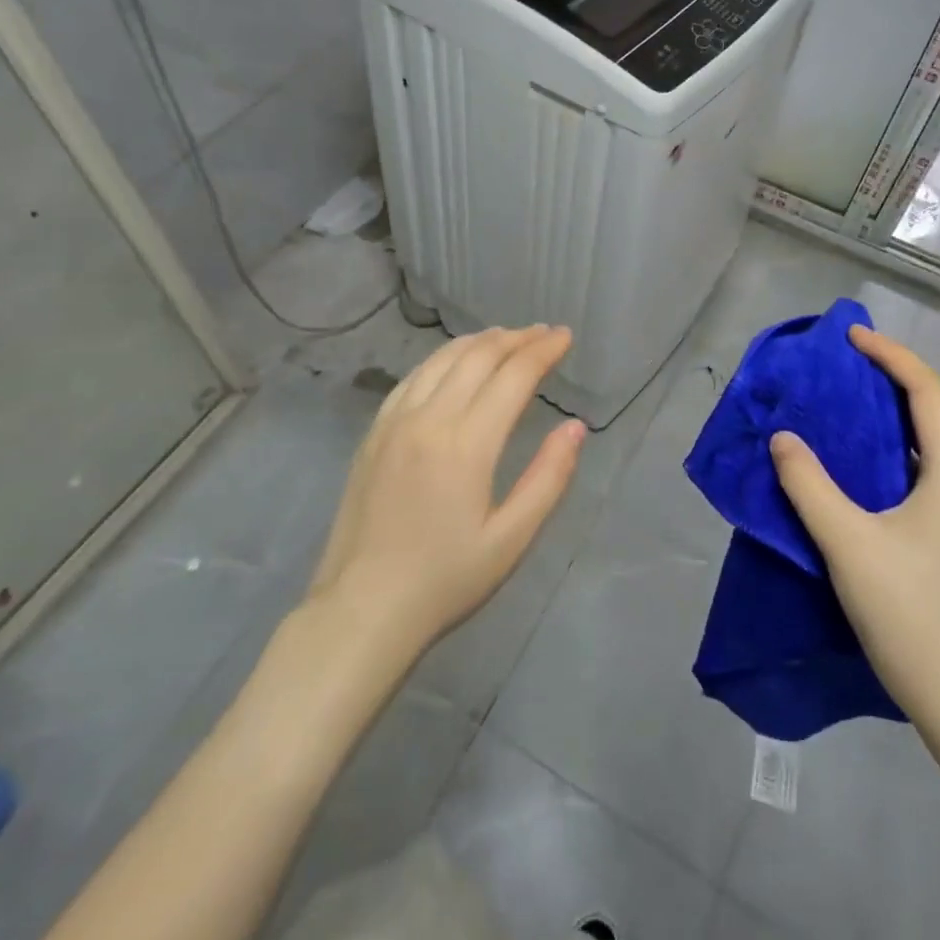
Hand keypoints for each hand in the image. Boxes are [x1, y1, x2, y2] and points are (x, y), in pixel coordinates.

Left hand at [306, 325, 584, 657]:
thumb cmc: (446, 579)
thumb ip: (549, 478)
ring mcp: (395, 421)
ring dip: (479, 341)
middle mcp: (429, 418)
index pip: (513, 376)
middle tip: (543, 333)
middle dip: (516, 338)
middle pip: (478, 357)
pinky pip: (412, 377)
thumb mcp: (511, 539)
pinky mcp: (374, 432)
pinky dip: (442, 358)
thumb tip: (575, 427)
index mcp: (467, 443)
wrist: (363, 607)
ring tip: (506, 337)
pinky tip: (454, 362)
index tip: (565, 336)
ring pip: (442, 359)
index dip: (543, 351)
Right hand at [769, 326, 939, 732]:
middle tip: (839, 362)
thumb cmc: (907, 610)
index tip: (851, 338)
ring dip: (884, 410)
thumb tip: (782, 437)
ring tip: (837, 398)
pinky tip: (847, 456)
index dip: (891, 356)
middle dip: (887, 375)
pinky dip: (882, 444)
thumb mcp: (847, 541)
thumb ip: (808, 484)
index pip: (927, 392)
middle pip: (930, 408)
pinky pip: (912, 465)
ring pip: (921, 438)